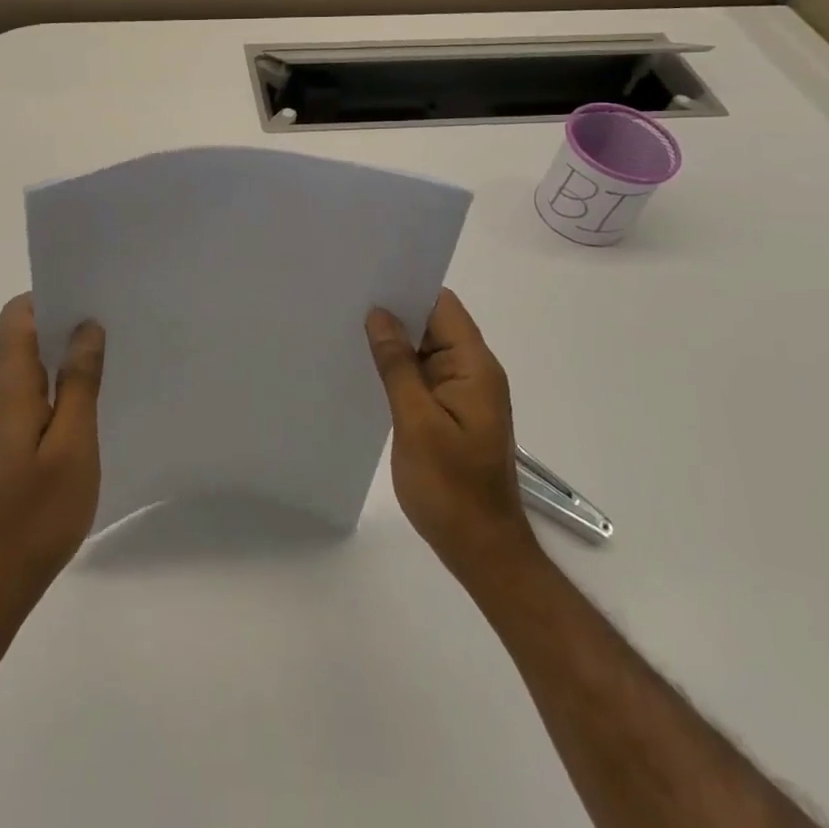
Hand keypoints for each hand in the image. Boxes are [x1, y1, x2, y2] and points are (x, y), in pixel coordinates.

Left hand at [0, 294, 105, 619]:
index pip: (17, 315)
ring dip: (62, 360)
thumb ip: (79, 381)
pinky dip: (55, 390)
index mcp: (7, 386)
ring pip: (27, 368)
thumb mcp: (73, 445)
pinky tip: (87, 408)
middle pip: (22, 337)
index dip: (51, 297)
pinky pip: (28, 396)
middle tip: (113, 328)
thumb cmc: (36, 514)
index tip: (91, 299)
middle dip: (64, 326)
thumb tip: (86, 326)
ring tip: (108, 364)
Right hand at [365, 288, 540, 581]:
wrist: (481, 549)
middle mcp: (473, 371)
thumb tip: (379, 315)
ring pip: (426, 348)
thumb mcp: (416, 422)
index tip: (369, 278)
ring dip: (395, 340)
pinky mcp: (451, 411)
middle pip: (434, 322)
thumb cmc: (450, 487)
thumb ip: (397, 365)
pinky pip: (424, 374)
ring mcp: (463, 392)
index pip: (443, 306)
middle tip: (347, 298)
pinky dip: (399, 366)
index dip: (408, 288)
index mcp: (474, 366)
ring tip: (348, 325)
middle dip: (395, 311)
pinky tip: (367, 366)